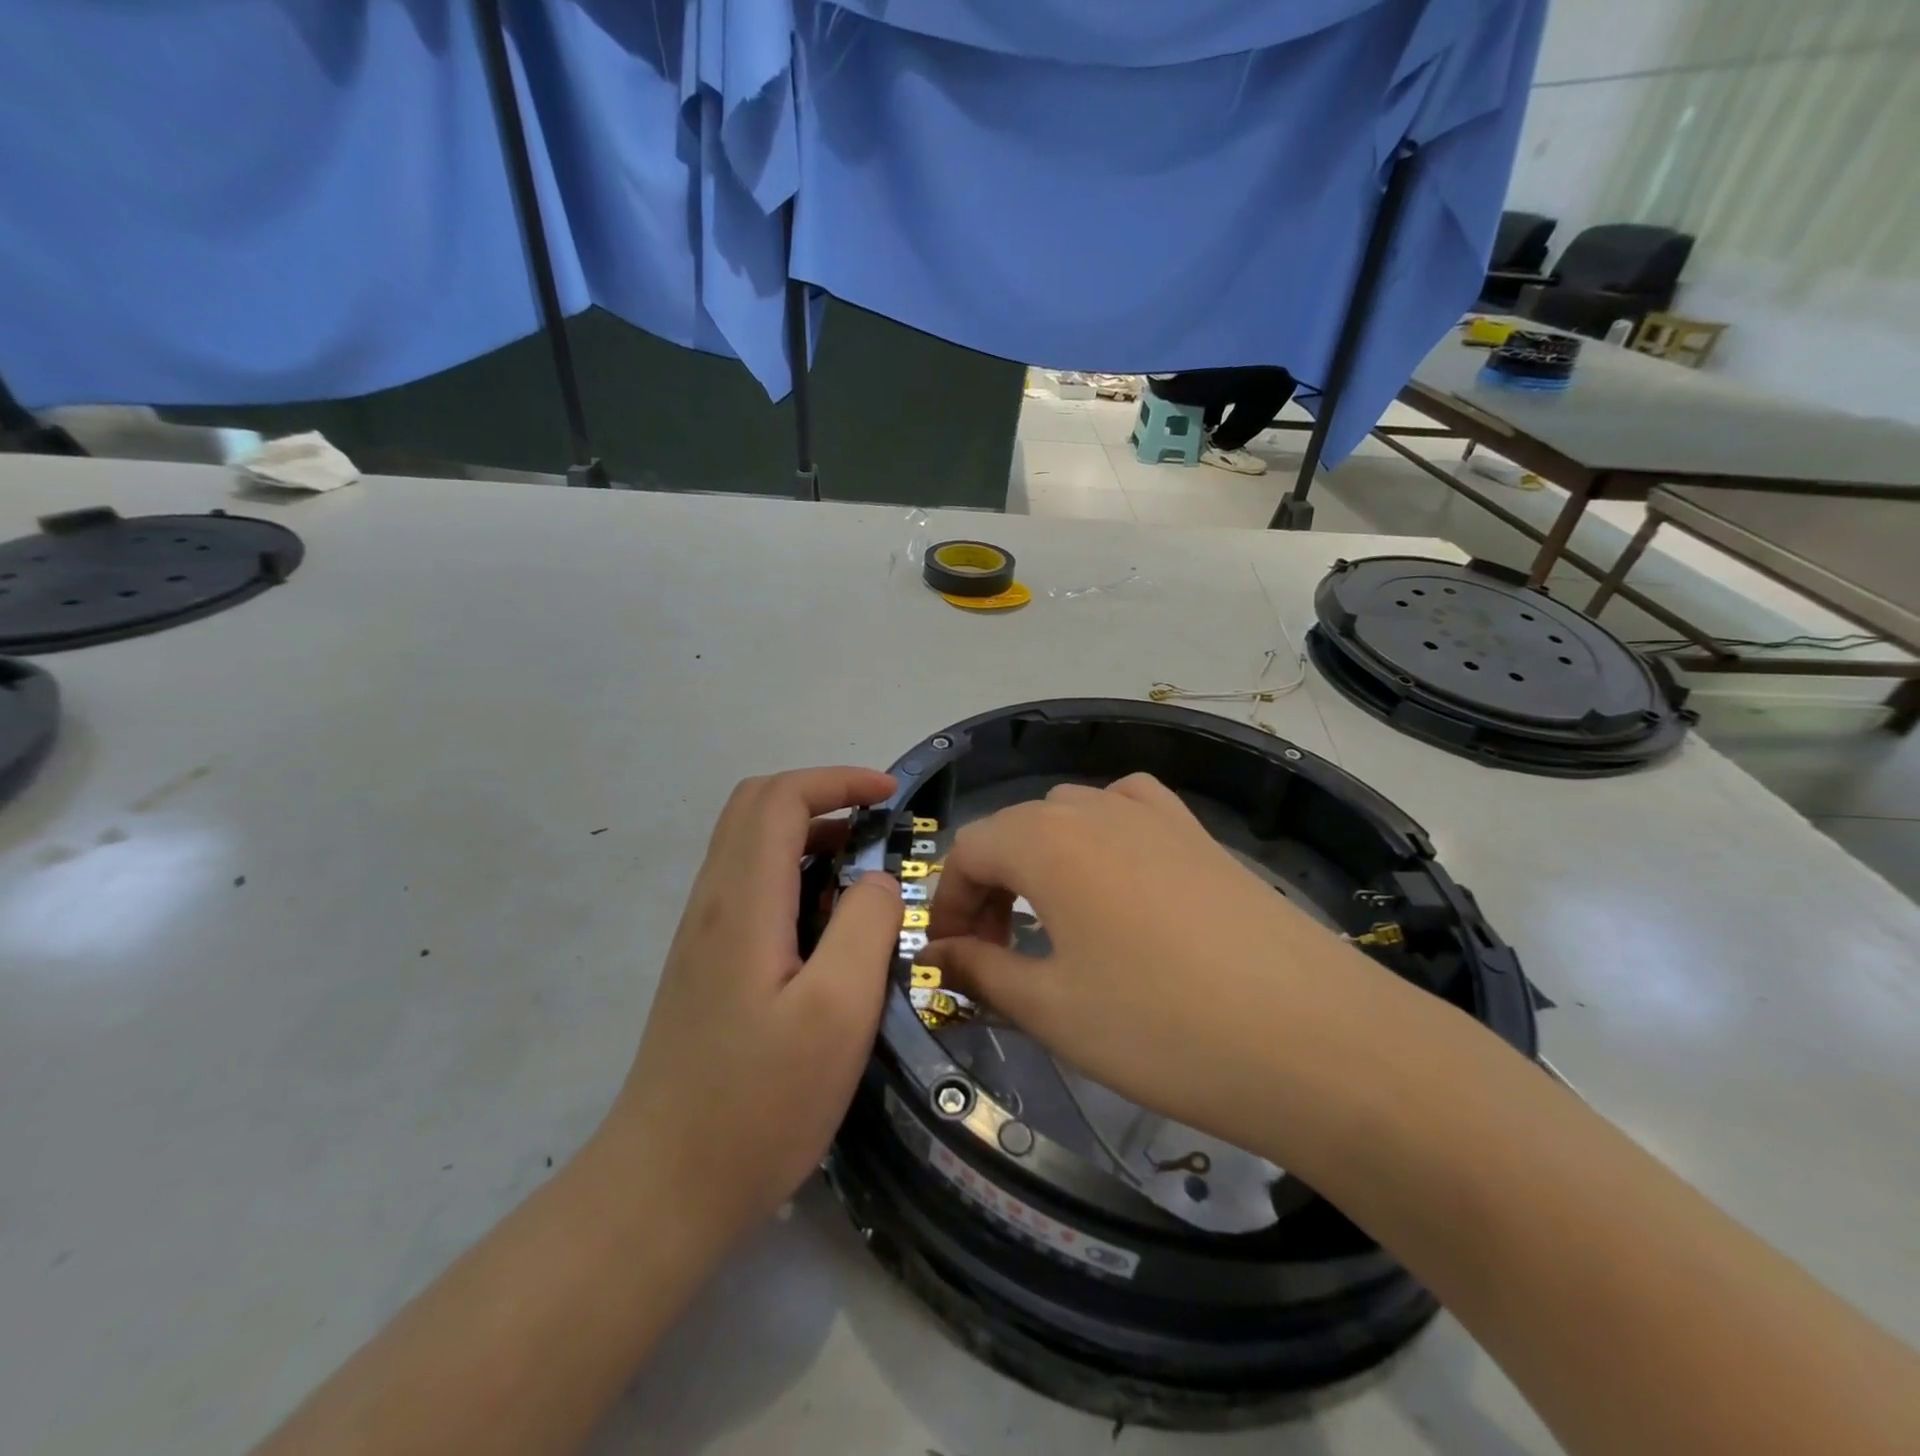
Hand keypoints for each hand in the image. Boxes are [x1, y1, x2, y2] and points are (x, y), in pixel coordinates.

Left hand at [604, 767, 901, 1252]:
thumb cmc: (759, 1104)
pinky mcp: (705, 964)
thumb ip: (866, 926)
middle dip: (821, 795)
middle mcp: (713, 903)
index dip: (837, 781)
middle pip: (755, 807)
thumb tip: (879, 879)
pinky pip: (748, 885)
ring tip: (864, 869)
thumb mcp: (838, 1013)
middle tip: (878, 823)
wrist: (664, 1189)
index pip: (780, 798)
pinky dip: (793, 871)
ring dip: (807, 833)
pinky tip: (827, 921)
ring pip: (749, 844)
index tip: (891, 796)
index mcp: (743, 902)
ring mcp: (702, 934)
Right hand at [924, 773, 1386, 1159]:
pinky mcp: (1202, 836)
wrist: (1316, 1041)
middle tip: (996, 954)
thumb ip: (981, 971)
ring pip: (1071, 815)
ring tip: (1052, 921)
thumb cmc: (1161, 1028)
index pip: (969, 850)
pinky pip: (1132, 811)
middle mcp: (1096, 809)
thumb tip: (936, 956)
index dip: (946, 903)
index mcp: (1047, 840)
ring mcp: (1157, 816)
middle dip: (990, 887)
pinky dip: (1104, 835)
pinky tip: (1118, 878)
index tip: (948, 959)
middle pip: (1016, 829)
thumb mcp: (1052, 1010)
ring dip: (1042, 860)